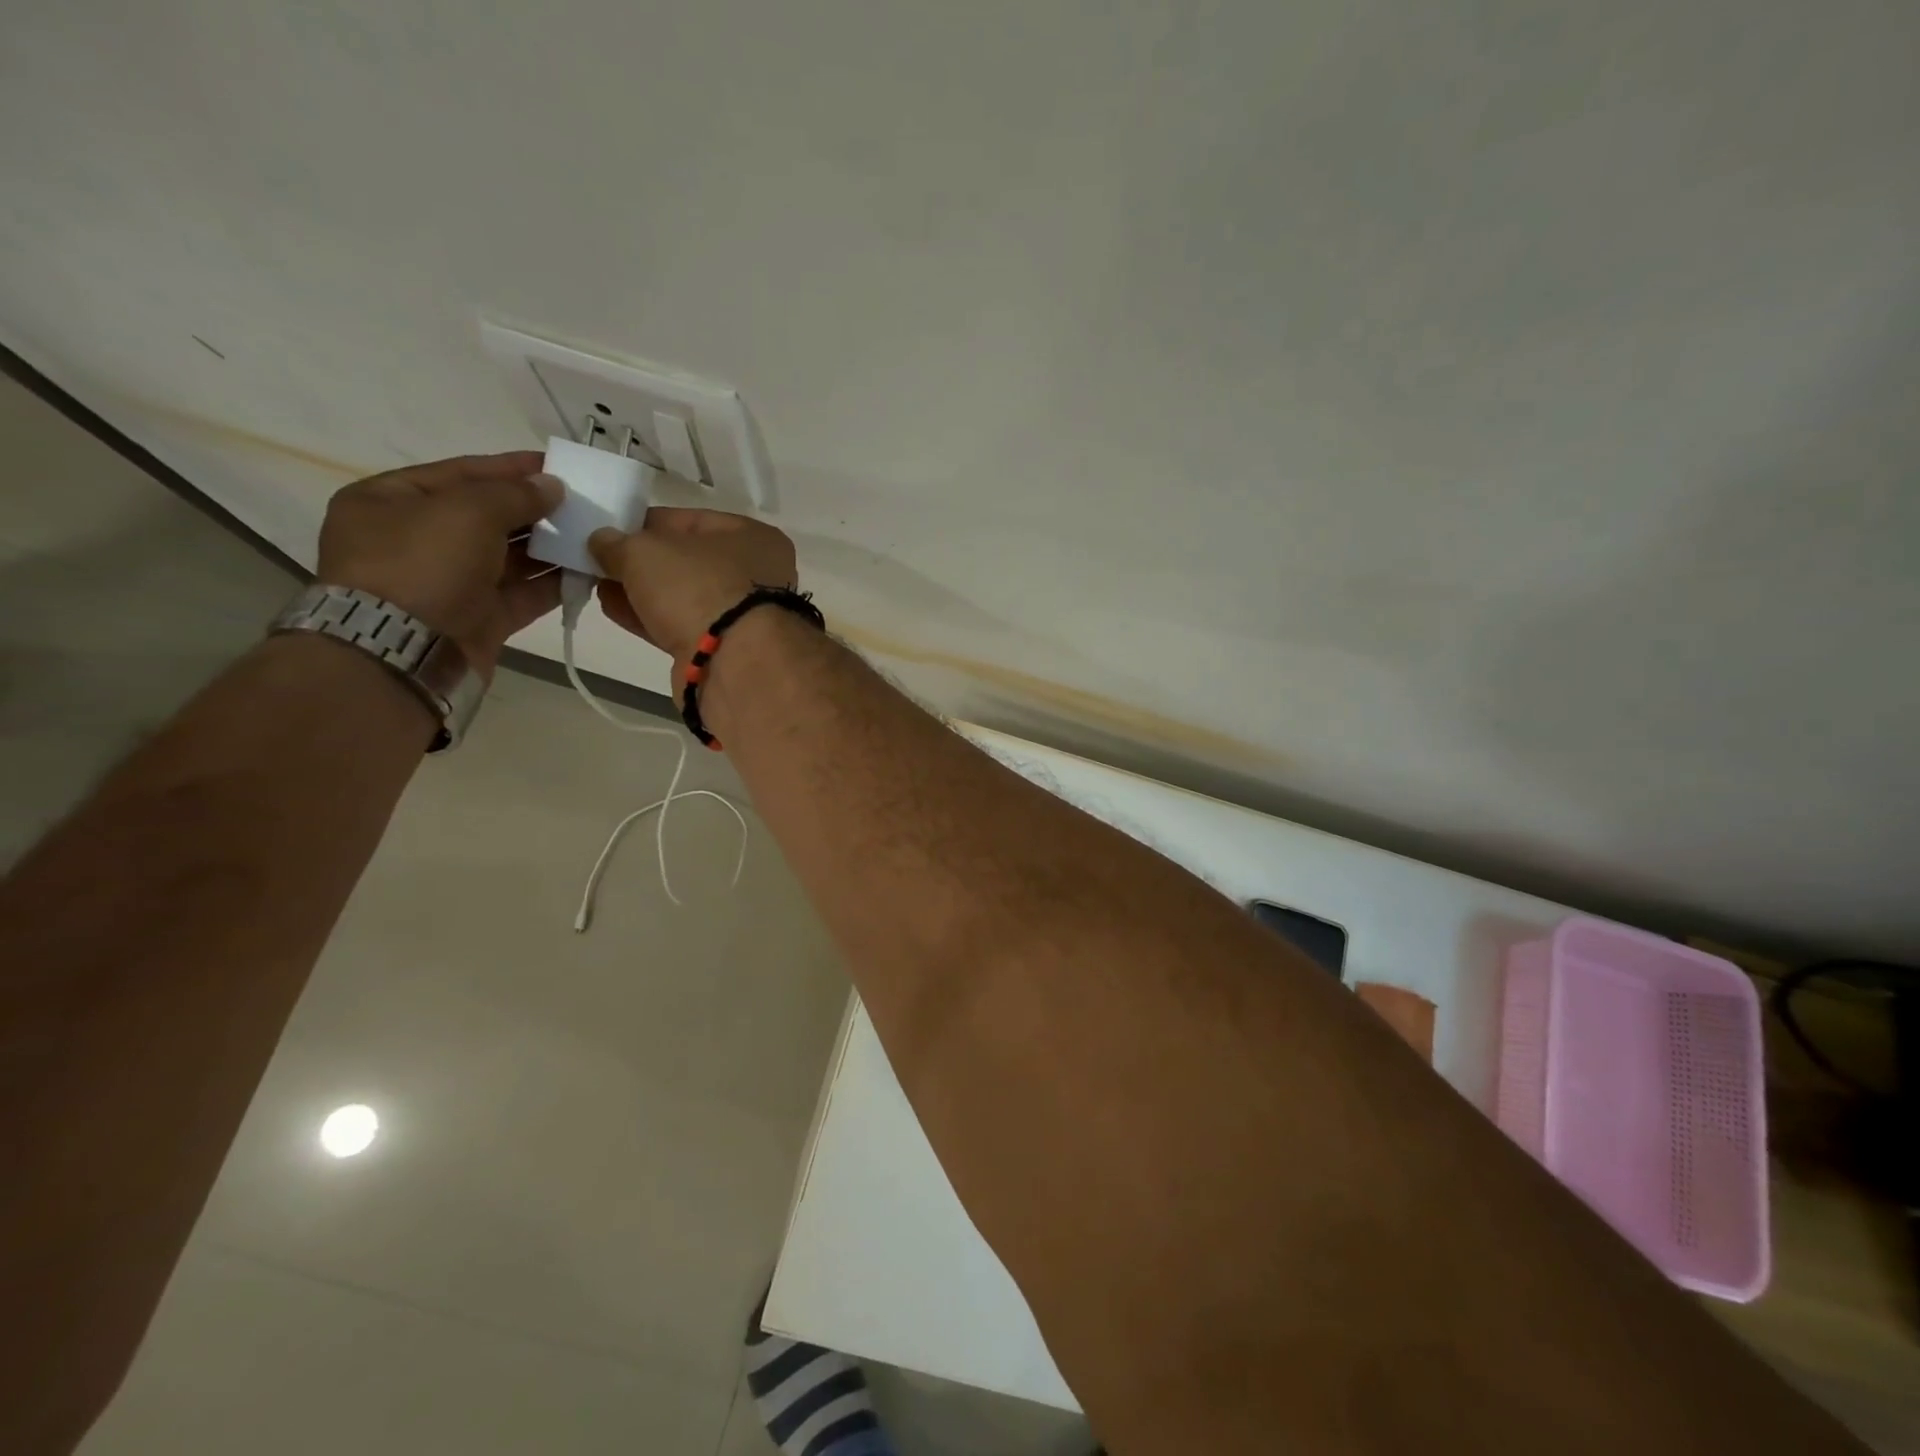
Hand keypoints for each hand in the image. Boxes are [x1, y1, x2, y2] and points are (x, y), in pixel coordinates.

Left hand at [316, 452, 564, 675]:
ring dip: (550, 548)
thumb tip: (552, 486)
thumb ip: (514, 494)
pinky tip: (586, 572)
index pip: (460, 473)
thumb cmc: (423, 564)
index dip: (509, 468)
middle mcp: (417, 540)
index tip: (556, 466)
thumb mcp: (467, 511)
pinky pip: (521, 594)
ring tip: (592, 536)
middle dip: (535, 511)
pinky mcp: (478, 619)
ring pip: (509, 558)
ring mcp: (449, 583)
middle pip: (487, 516)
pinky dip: (552, 584)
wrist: (405, 650)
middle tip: (583, 504)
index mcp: (391, 502)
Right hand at [589, 508, 797, 667]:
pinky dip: (650, 617)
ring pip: (684, 596)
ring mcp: (743, 616)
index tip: (610, 529)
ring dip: (642, 591)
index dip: (647, 522)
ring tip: (598, 584)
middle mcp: (757, 574)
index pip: (692, 521)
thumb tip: (602, 541)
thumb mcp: (645, 551)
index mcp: (753, 537)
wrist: (733, 665)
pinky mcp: (726, 650)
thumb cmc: (698, 588)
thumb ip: (618, 543)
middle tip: (599, 560)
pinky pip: (682, 626)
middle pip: (688, 561)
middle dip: (642, 561)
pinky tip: (613, 610)